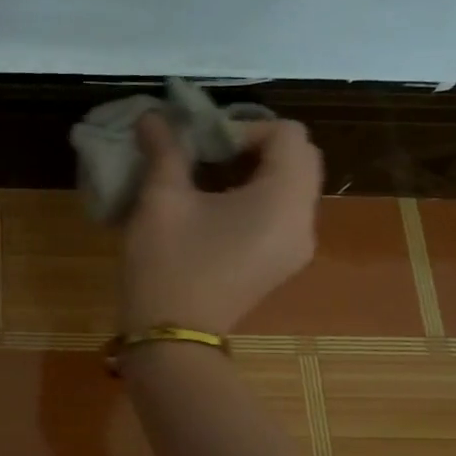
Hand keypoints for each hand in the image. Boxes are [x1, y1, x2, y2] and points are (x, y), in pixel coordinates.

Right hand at [119, 112, 324, 333]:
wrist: (170, 339)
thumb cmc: (168, 264)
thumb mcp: (161, 200)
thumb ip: (165, 151)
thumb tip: (152, 116)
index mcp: (283, 199)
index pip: (288, 135)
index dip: (244, 127)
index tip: (202, 144)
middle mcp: (304, 221)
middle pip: (298, 159)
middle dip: (252, 147)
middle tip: (205, 155)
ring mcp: (296, 248)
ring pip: (290, 187)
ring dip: (253, 172)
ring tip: (204, 181)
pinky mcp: (280, 265)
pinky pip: (280, 215)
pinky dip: (255, 199)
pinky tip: (212, 212)